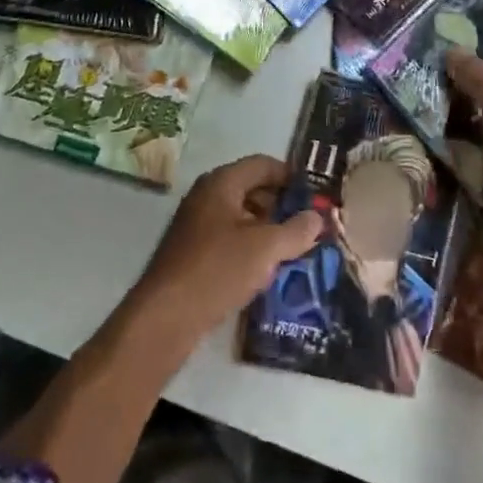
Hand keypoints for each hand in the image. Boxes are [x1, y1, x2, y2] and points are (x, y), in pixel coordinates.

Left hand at [131, 155, 323, 346]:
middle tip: (309, 224)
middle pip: (252, 188)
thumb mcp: (266, 249)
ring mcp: (196, 224)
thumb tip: (317, 217)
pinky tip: (266, 270)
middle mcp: (207, 195)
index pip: (263, 164)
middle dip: (282, 204)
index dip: (291, 176)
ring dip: (267, 228)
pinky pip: (229, 238)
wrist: (165, 317)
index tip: (315, 195)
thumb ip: (296, 231)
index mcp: (222, 182)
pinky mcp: (192, 252)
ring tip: (293, 248)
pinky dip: (250, 246)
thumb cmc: (217, 270)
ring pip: (241, 216)